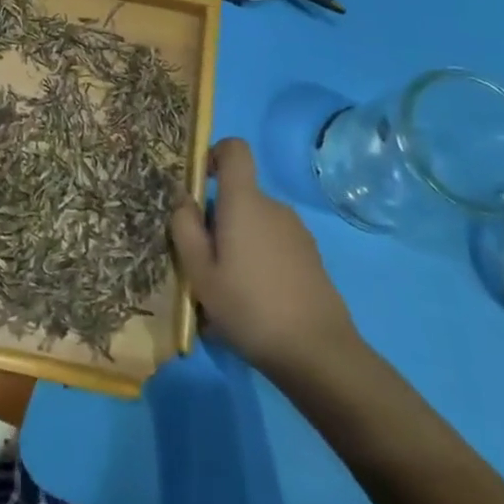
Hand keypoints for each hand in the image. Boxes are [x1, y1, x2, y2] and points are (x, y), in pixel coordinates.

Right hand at [170, 138, 364, 381]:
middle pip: (239, 195)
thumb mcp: (200, 273)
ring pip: (256, 223)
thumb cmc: (250, 308)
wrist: (320, 354)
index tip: (199, 183)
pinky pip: (275, 244)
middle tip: (204, 261)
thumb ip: (185, 229)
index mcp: (244, 201)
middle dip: (219, 218)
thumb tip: (184, 199)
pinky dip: (261, 260)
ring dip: (239, 243)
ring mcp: (297, 232)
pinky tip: (257, 301)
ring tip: (229, 288)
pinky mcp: (312, 258)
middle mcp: (273, 206)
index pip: (235, 149)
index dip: (215, 154)